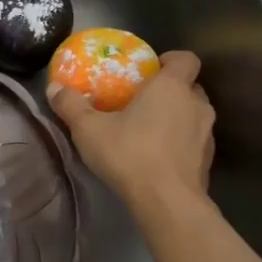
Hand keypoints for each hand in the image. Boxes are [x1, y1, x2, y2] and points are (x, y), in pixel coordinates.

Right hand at [47, 51, 214, 213]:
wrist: (167, 202)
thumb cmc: (129, 154)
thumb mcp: (89, 129)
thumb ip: (71, 105)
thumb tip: (54, 88)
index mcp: (171, 88)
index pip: (186, 59)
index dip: (171, 59)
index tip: (151, 68)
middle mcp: (196, 105)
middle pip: (190, 87)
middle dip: (170, 90)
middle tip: (142, 100)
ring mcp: (206, 134)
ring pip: (193, 114)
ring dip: (177, 116)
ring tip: (149, 129)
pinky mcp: (207, 160)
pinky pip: (194, 140)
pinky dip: (180, 142)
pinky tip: (158, 156)